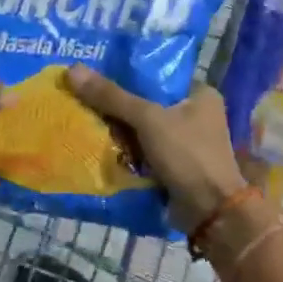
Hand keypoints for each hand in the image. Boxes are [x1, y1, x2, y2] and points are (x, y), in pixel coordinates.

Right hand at [66, 66, 248, 230]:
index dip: (127, 74)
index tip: (95, 73)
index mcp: (200, 93)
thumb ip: (112, 96)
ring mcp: (187, 142)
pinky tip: (99, 145)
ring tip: (83, 118)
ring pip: (144, 129)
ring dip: (119, 130)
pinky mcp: (176, 165)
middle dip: (118, 105)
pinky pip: (145, 151)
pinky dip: (127, 151)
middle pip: (148, 102)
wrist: (209, 211)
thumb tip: (73, 70)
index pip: (158, 75)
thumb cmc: (187, 155)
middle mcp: (196, 114)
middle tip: (83, 97)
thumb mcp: (148, 119)